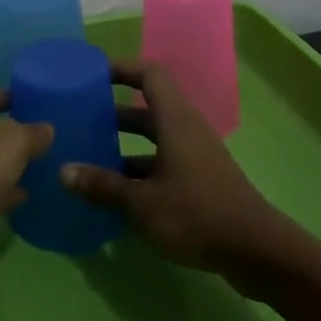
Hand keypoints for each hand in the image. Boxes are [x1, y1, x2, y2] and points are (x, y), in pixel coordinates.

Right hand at [61, 59, 283, 274]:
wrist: (257, 252)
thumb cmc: (196, 215)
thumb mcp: (141, 202)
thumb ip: (102, 185)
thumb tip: (63, 171)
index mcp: (175, 120)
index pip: (150, 74)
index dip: (122, 68)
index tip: (91, 75)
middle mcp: (186, 130)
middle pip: (148, 107)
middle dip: (114, 110)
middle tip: (81, 118)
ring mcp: (196, 156)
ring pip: (154, 139)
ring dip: (124, 144)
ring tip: (89, 156)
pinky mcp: (200, 181)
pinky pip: (163, 163)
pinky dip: (139, 170)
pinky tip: (116, 193)